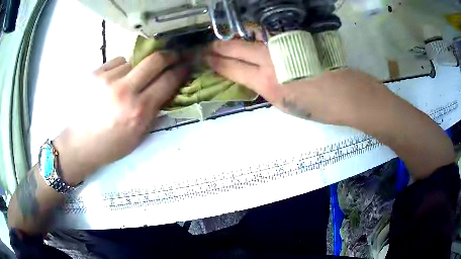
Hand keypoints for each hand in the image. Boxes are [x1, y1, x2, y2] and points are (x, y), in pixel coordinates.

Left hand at [54, 54, 187, 184]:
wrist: (79, 143)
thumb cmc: (110, 145)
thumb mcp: (138, 136)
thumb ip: (154, 111)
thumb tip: (167, 89)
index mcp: (138, 111)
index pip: (168, 81)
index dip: (181, 70)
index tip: (186, 65)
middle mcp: (125, 91)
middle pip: (155, 60)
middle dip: (169, 55)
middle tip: (173, 56)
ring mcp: (108, 79)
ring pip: (134, 61)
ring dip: (138, 68)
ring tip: (129, 82)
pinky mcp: (95, 73)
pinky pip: (118, 62)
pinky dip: (121, 69)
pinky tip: (114, 81)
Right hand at [205, 40, 392, 126]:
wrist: (347, 94)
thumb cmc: (318, 107)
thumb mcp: (284, 105)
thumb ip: (265, 87)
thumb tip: (253, 76)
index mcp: (266, 83)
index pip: (231, 68)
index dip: (215, 63)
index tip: (205, 59)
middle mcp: (270, 60)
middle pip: (236, 47)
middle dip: (218, 47)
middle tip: (208, 47)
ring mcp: (282, 47)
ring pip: (250, 37)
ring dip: (236, 40)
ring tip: (226, 43)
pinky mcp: (294, 40)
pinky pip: (268, 37)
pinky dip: (255, 38)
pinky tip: (252, 40)